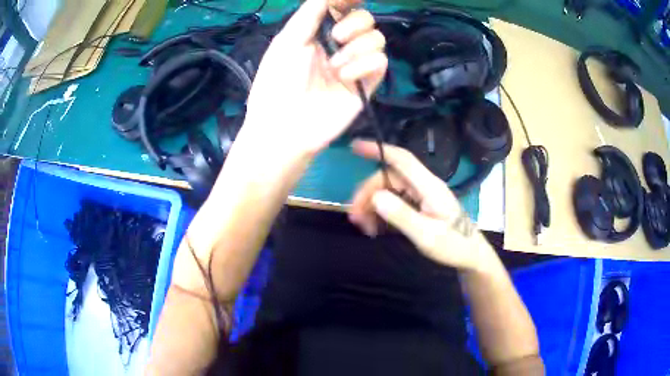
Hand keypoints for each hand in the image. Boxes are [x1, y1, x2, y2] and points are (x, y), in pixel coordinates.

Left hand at [239, 0, 387, 156]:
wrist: (285, 126)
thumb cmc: (278, 81)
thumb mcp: (288, 41)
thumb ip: (310, 13)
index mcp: (318, 34)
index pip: (342, 9)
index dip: (349, 1)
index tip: (349, 0)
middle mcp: (339, 46)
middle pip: (366, 20)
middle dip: (355, 22)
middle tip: (337, 36)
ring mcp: (354, 65)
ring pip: (377, 39)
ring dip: (358, 47)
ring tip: (335, 65)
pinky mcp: (366, 85)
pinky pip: (380, 62)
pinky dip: (364, 65)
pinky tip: (345, 77)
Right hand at [348, 140, 498, 271]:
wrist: (471, 255)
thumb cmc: (454, 245)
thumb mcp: (426, 235)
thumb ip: (401, 215)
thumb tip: (375, 197)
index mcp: (429, 186)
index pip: (402, 160)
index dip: (378, 150)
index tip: (354, 146)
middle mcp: (424, 186)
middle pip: (389, 179)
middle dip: (368, 194)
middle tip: (355, 218)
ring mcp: (422, 195)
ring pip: (389, 191)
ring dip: (372, 206)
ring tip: (364, 227)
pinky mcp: (420, 205)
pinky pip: (395, 202)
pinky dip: (382, 213)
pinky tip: (376, 228)